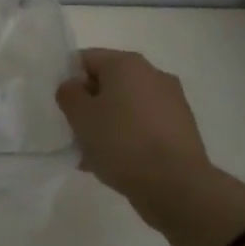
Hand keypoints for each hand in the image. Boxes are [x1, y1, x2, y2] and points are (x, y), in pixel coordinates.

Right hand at [55, 49, 221, 231]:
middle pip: (108, 83)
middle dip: (90, 105)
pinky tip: (117, 163)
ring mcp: (172, 101)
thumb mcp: (80, 116)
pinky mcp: (182, 128)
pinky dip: (129, 137)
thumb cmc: (122, 142)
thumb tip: (75, 87)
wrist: (177, 186)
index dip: (69, 80)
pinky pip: (144, 126)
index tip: (63, 107)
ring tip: (94, 155)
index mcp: (127, 64)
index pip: (86, 59)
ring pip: (126, 107)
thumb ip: (69, 94)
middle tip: (76, 132)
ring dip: (108, 124)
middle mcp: (153, 74)